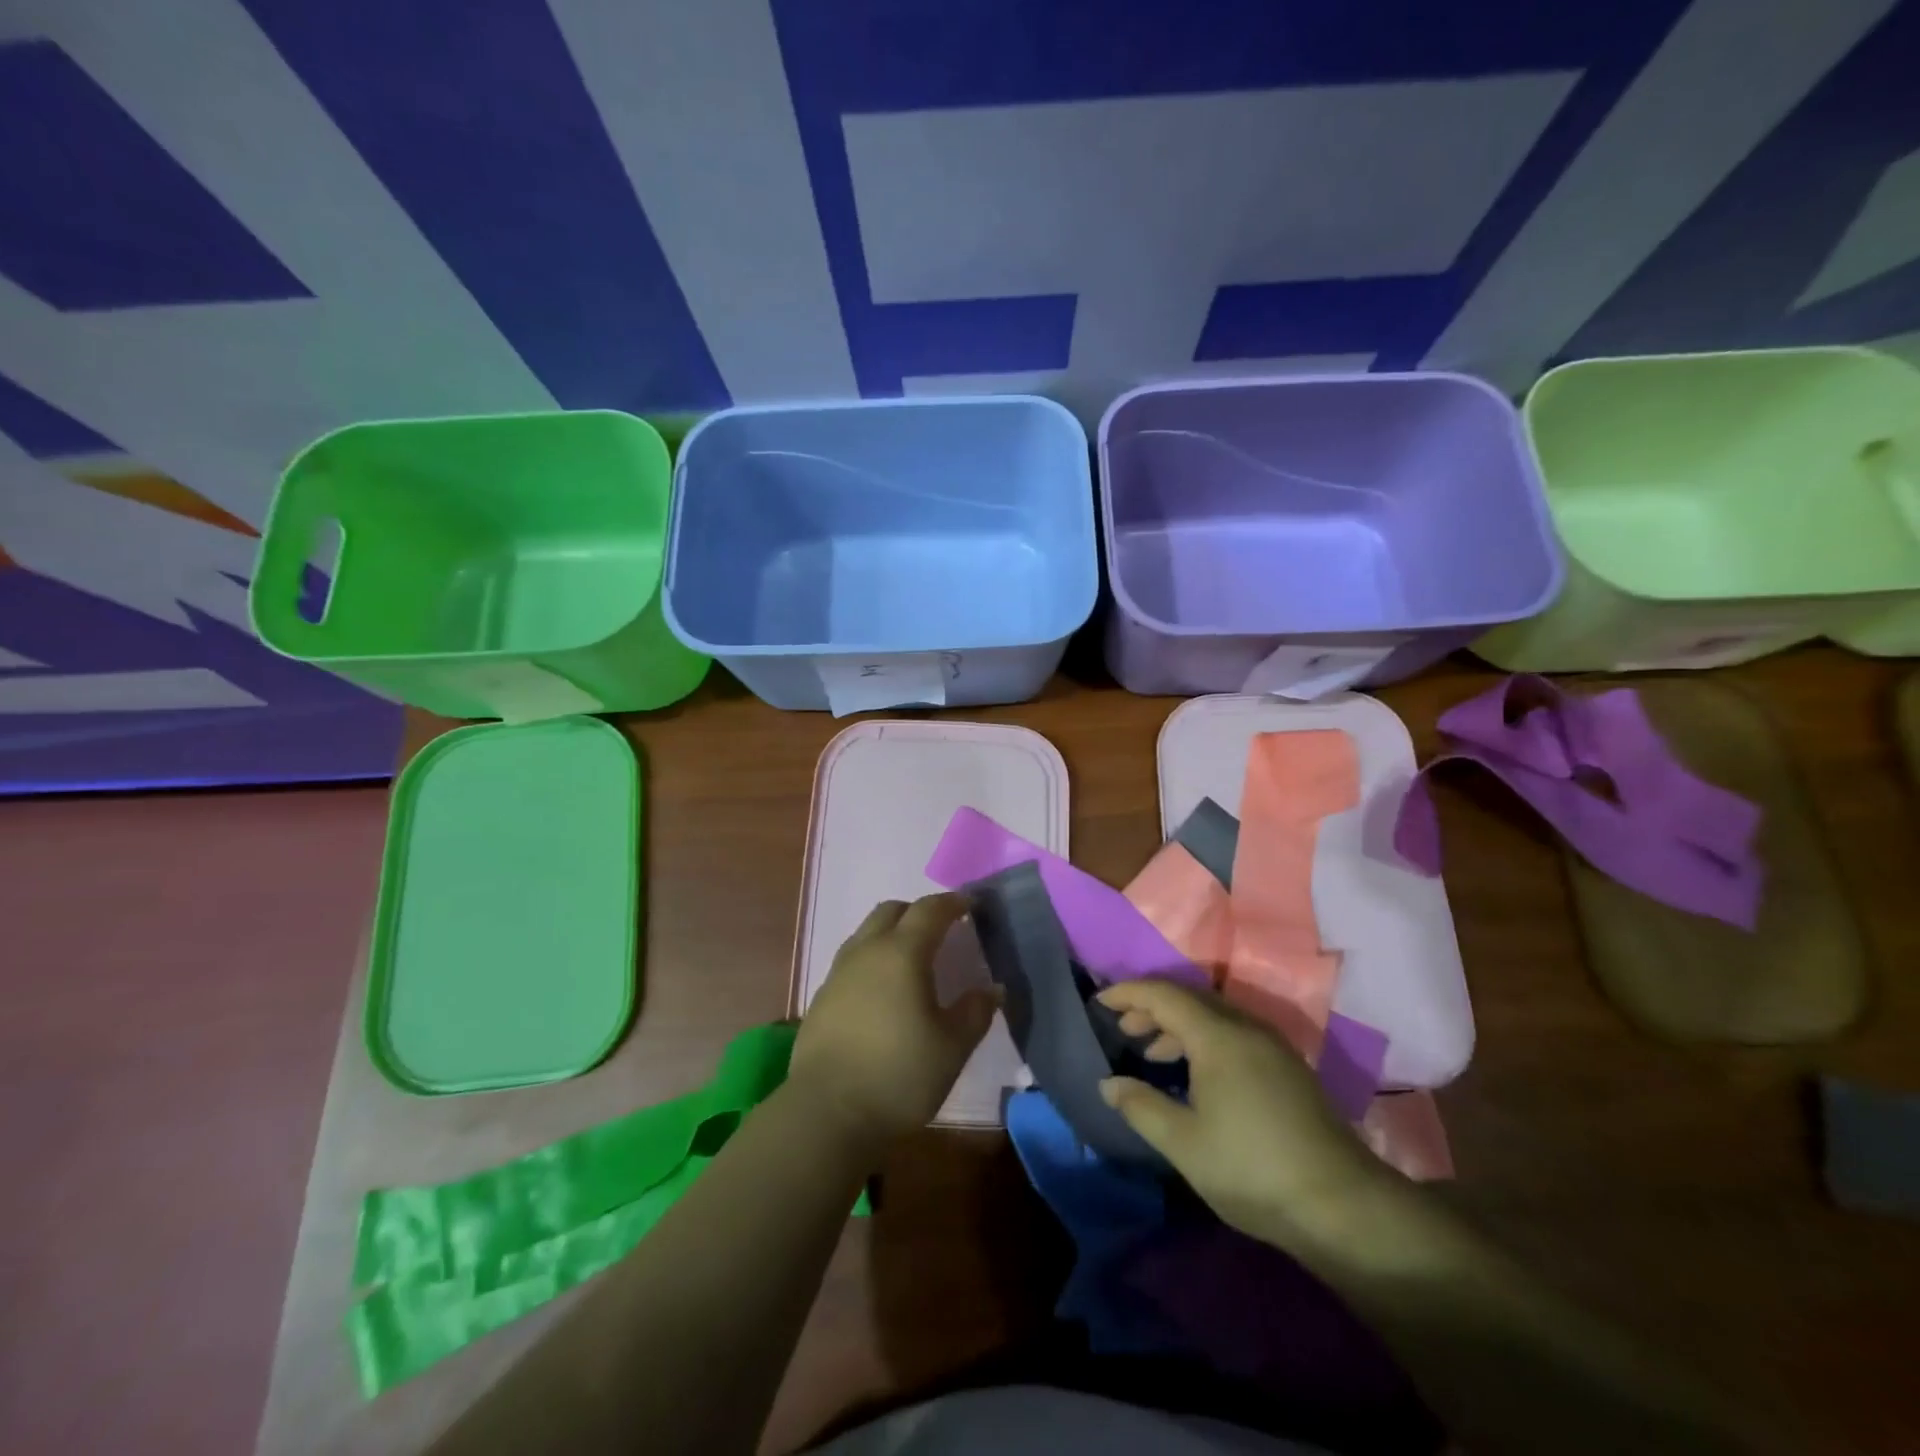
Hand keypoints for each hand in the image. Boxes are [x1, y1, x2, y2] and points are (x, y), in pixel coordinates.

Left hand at [791, 894, 998, 1147]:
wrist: (826, 1114)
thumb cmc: (899, 1076)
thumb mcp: (952, 1048)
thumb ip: (975, 1012)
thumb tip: (992, 989)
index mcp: (902, 953)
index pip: (930, 910)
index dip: (952, 903)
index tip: (970, 905)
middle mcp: (867, 951)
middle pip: (892, 911)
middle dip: (918, 912)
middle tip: (941, 931)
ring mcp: (838, 973)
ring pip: (866, 933)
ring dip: (891, 934)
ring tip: (911, 960)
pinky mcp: (821, 998)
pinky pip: (851, 961)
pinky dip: (872, 961)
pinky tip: (882, 993)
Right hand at [1095, 978, 1390, 1248]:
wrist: (1343, 1206)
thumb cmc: (1252, 1169)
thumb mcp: (1184, 1143)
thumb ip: (1141, 1106)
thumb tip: (1108, 1084)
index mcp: (1218, 1036)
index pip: (1163, 994)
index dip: (1127, 993)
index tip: (1099, 1001)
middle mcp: (1246, 1028)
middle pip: (1189, 1000)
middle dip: (1151, 1008)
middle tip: (1123, 1029)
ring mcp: (1272, 1047)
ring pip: (1214, 1017)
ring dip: (1178, 1026)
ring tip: (1152, 1052)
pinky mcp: (1287, 1068)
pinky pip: (1234, 1035)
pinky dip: (1203, 1041)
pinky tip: (1195, 1075)